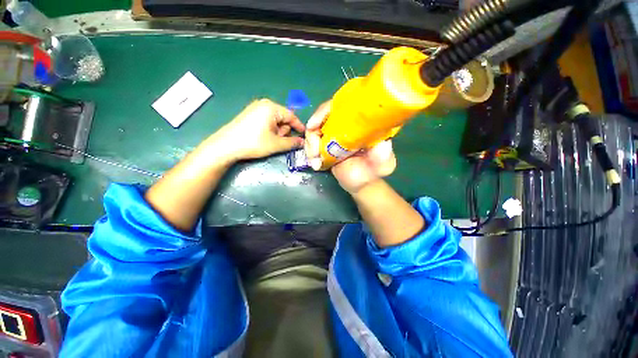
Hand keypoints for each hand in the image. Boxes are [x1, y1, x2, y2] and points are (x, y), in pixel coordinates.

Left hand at [211, 99, 305, 161]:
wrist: (226, 146)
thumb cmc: (254, 143)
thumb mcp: (276, 144)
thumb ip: (292, 142)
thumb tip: (302, 142)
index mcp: (272, 108)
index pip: (291, 116)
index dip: (299, 126)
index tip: (304, 135)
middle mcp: (264, 104)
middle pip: (283, 118)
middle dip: (284, 130)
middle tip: (278, 141)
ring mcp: (255, 108)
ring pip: (275, 120)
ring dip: (277, 131)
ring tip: (269, 140)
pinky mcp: (249, 114)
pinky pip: (266, 120)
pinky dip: (269, 129)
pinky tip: (262, 137)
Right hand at [305, 101, 396, 193]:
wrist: (362, 184)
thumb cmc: (373, 172)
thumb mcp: (383, 163)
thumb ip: (383, 154)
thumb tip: (382, 142)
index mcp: (357, 125)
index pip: (338, 108)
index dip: (323, 112)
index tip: (313, 125)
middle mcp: (344, 127)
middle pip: (320, 120)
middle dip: (312, 135)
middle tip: (315, 153)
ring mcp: (333, 137)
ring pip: (313, 133)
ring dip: (310, 147)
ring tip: (315, 163)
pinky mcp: (325, 148)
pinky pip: (312, 145)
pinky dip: (310, 153)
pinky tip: (315, 164)